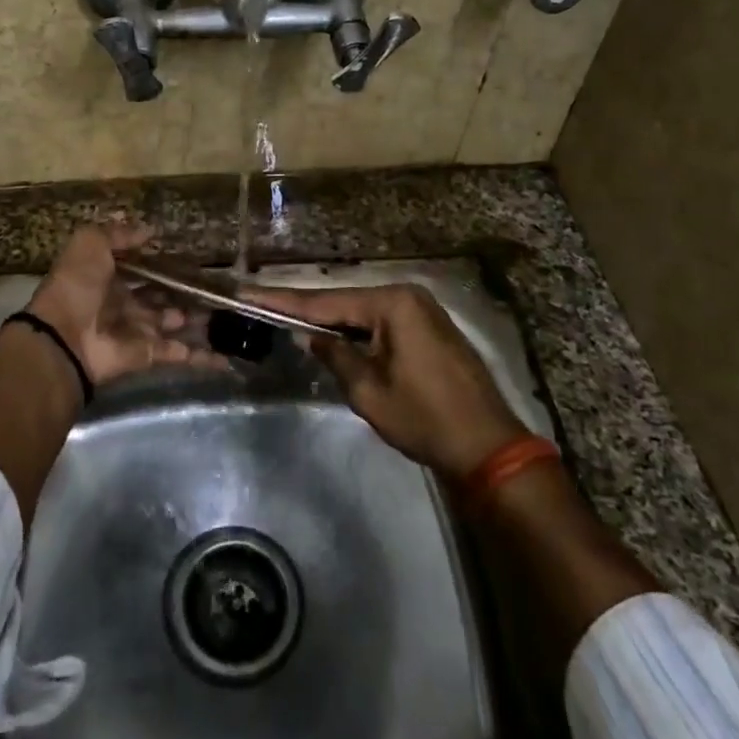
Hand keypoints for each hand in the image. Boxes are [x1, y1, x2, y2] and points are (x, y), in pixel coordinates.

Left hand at [27, 224, 222, 385]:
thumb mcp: (90, 244)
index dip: (163, 262)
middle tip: (215, 283)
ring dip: (197, 319)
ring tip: (227, 310)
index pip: (141, 268)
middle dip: (184, 291)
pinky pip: (178, 354)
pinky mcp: (148, 354)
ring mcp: (137, 330)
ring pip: (173, 322)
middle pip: (160, 296)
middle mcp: (124, 304)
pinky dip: (201, 357)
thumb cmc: (76, 285)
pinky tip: (226, 355)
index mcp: (108, 277)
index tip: (192, 256)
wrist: (64, 338)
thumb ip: (119, 234)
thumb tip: (150, 229)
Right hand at [244, 283, 525, 477]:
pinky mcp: (429, 327)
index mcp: (392, 304)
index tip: (250, 293)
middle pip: (344, 302)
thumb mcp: (369, 392)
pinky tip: (330, 334)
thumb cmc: (425, 418)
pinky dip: (356, 330)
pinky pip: (381, 322)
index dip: (284, 302)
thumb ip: (335, 355)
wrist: (488, 446)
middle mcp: (407, 295)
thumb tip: (310, 336)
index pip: (325, 302)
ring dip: (330, 320)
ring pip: (362, 312)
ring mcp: (422, 309)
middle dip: (305, 308)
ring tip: (286, 317)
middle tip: (262, 304)